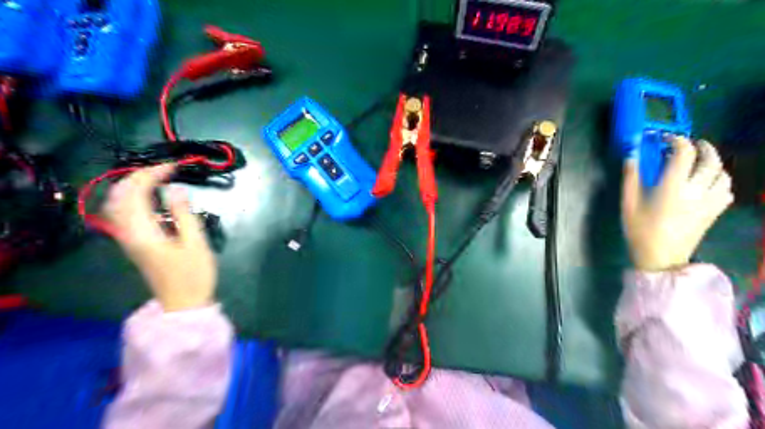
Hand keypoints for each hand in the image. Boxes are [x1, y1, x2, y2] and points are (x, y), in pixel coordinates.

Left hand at [103, 164, 218, 311]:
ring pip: (117, 204)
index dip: (152, 174)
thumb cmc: (193, 274)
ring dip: (132, 185)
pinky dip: (131, 198)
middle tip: (166, 169)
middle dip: (139, 176)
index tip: (175, 167)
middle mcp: (128, 232)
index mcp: (143, 231)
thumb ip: (183, 214)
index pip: (136, 192)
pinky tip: (147, 197)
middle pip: (120, 195)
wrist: (183, 303)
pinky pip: (122, 213)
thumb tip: (175, 189)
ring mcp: (128, 238)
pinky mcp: (134, 243)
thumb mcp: (195, 243)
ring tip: (155, 177)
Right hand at [621, 138, 733, 271]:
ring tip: (702, 163)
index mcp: (673, 187)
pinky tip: (709, 185)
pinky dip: (721, 182)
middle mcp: (697, 190)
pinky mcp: (714, 212)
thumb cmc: (640, 230)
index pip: (684, 154)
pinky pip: (727, 191)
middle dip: (703, 147)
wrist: (661, 257)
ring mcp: (710, 202)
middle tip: (692, 143)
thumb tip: (632, 156)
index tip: (665, 139)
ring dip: (715, 164)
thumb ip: (631, 178)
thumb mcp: (628, 204)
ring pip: (724, 175)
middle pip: (711, 160)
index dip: (677, 141)